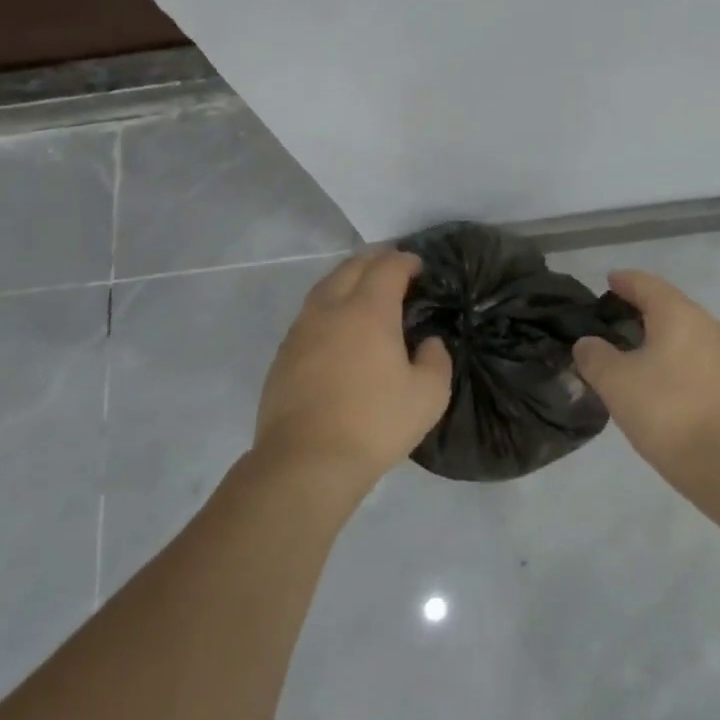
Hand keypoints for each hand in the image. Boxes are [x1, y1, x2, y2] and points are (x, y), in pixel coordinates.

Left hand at [252, 249, 451, 494]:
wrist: (306, 460)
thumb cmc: (375, 424)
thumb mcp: (428, 395)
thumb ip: (436, 360)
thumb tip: (427, 343)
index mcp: (369, 311)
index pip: (387, 268)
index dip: (404, 260)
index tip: (417, 265)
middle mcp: (331, 309)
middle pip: (351, 267)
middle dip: (374, 259)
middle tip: (392, 264)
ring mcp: (302, 330)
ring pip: (325, 287)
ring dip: (347, 277)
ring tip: (362, 285)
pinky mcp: (284, 354)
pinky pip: (309, 312)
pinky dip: (328, 303)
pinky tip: (336, 323)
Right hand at [573, 270, 719, 494]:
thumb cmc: (670, 412)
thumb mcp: (617, 383)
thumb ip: (595, 357)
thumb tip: (588, 343)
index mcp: (679, 314)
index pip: (646, 284)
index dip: (624, 281)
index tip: (608, 281)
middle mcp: (707, 326)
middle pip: (668, 307)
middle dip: (640, 310)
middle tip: (611, 321)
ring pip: (683, 335)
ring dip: (656, 339)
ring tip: (629, 355)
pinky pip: (694, 360)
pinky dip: (671, 361)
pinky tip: (656, 384)